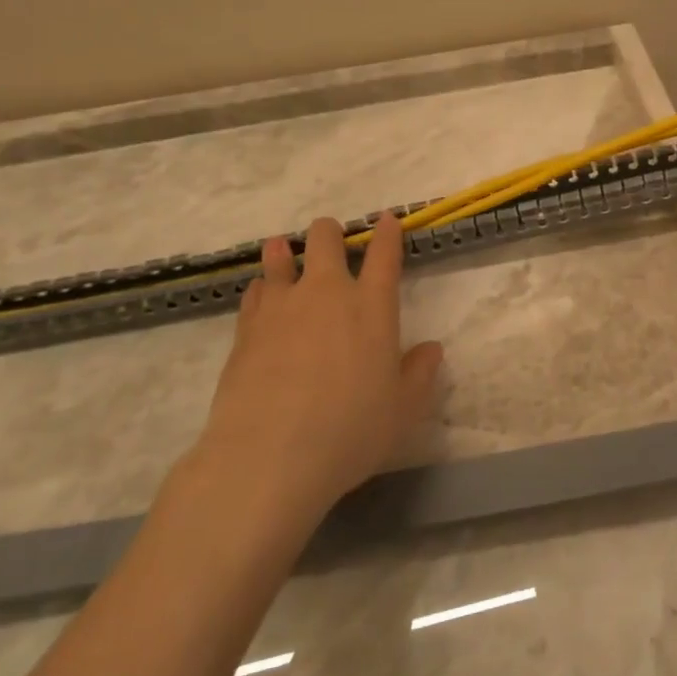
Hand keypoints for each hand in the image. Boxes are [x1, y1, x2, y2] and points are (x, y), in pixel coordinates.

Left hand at [197, 213, 443, 520]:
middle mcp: (326, 294)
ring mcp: (281, 307)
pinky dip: (262, 288)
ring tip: (284, 253)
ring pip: (279, 257)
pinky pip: (255, 291)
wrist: (269, 455)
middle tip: (332, 242)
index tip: (387, 220)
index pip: (384, 255)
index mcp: (372, 306)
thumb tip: (431, 350)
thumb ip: (419, 374)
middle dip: (330, 233)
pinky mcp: (245, 328)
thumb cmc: (350, 430)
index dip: (387, 233)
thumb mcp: (402, 410)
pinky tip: (262, 298)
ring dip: (285, 252)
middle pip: (325, 239)